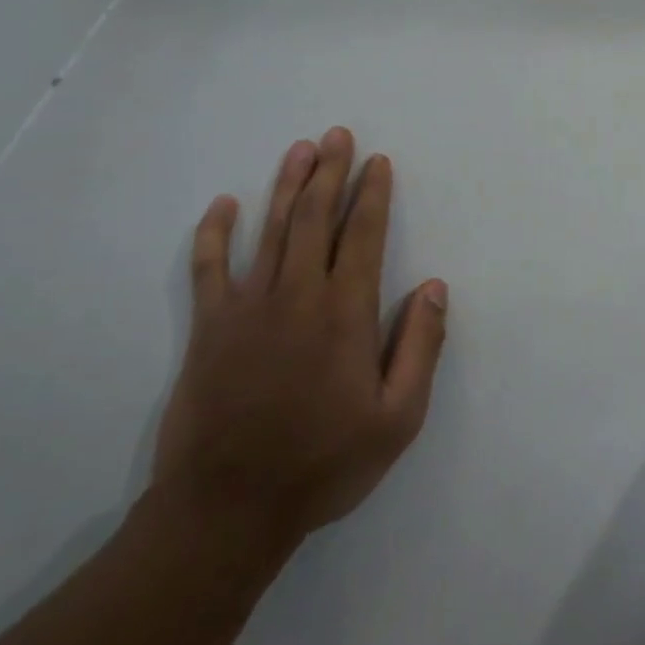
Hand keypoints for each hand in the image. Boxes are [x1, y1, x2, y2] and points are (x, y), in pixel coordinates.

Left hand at [153, 128, 447, 543]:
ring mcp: (247, 309)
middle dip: (330, 173)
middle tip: (338, 135)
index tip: (378, 162)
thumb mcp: (398, 417)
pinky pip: (209, 268)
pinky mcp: (209, 329)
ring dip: (287, 186)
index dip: (373, 195)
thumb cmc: (324, 463)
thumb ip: (420, 347)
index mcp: (346, 314)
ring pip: (271, 231)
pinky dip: (216, 233)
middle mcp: (298, 297)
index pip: (364, 236)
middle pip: (316, 219)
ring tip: (300, 149)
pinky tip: (223, 205)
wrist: (228, 510)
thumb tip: (435, 287)